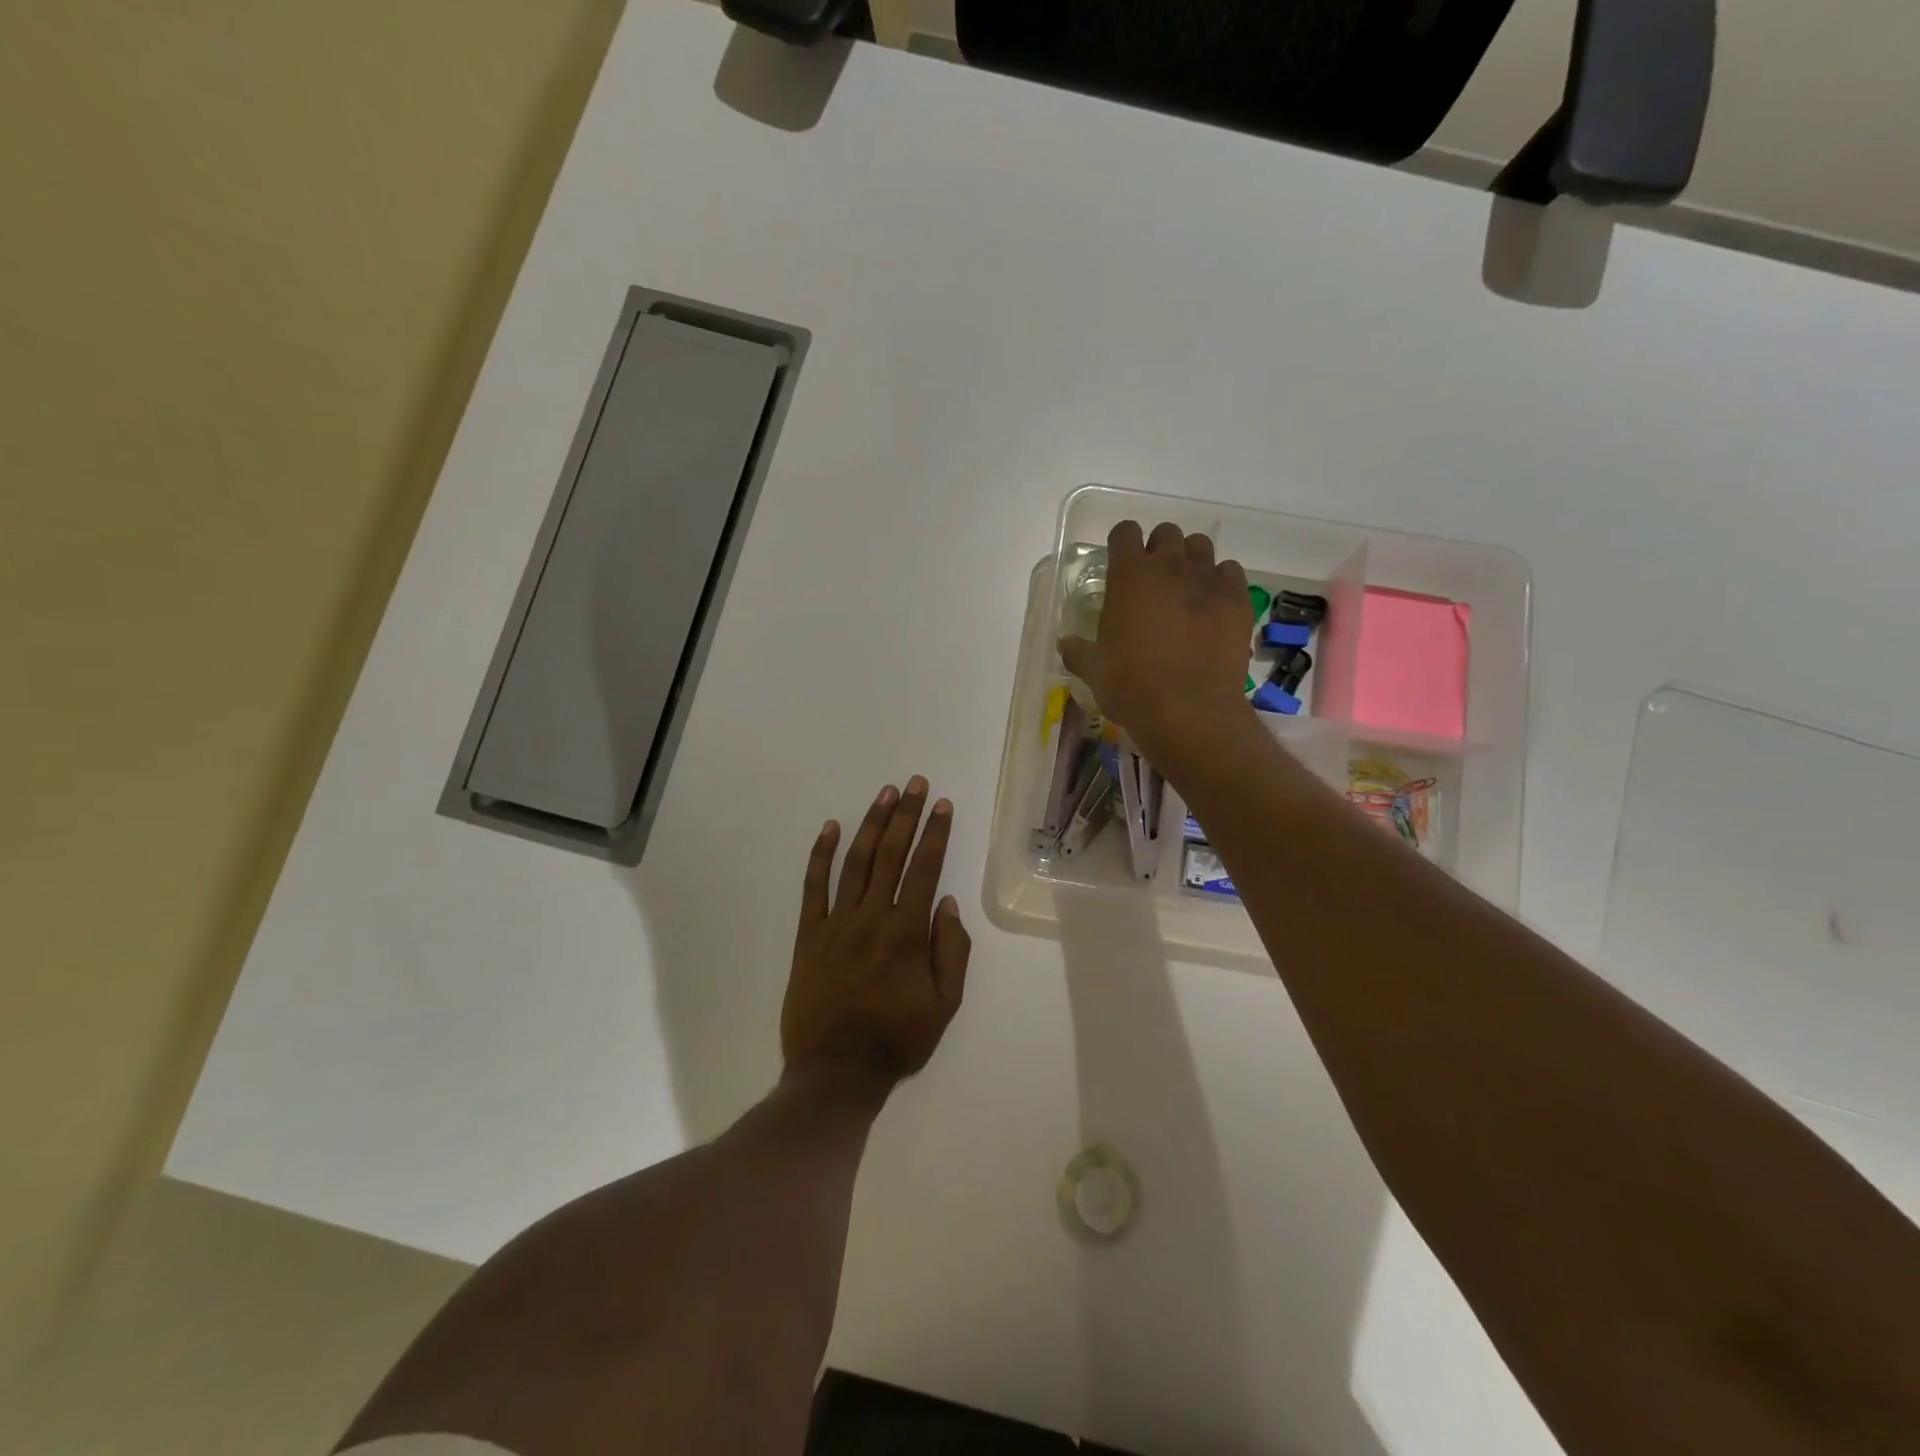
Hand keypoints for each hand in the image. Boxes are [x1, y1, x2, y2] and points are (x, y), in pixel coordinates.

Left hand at [783, 778, 971, 1090]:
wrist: (836, 1070)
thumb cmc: (897, 1039)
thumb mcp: (944, 1004)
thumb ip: (951, 951)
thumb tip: (947, 903)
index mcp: (906, 932)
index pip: (924, 869)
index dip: (935, 834)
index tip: (942, 805)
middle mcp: (871, 916)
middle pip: (891, 854)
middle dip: (906, 815)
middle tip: (916, 783)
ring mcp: (836, 922)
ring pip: (855, 861)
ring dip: (872, 824)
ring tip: (885, 793)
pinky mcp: (808, 934)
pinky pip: (813, 887)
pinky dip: (820, 854)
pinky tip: (830, 827)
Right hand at [1058, 520, 1253, 766]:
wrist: (1189, 711)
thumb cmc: (1131, 687)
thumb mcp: (1095, 670)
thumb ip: (1079, 651)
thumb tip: (1065, 644)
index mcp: (1129, 576)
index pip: (1125, 532)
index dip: (1122, 544)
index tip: (1121, 561)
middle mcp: (1170, 566)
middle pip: (1167, 533)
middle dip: (1159, 549)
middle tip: (1154, 579)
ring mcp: (1208, 580)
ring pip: (1201, 547)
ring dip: (1191, 560)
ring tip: (1186, 588)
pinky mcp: (1238, 599)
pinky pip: (1231, 572)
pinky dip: (1221, 582)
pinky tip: (1213, 605)